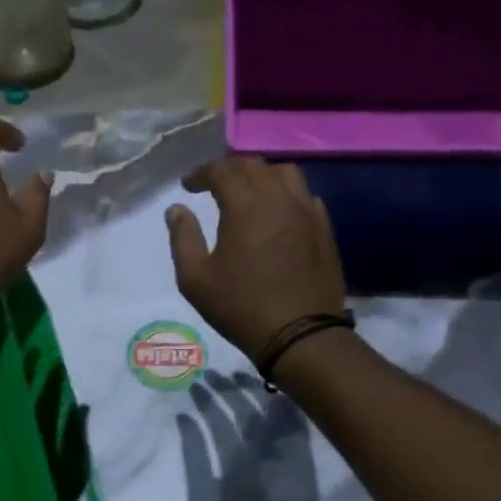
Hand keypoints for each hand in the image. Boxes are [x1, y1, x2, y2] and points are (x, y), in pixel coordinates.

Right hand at [165, 157, 346, 358]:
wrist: (301, 334)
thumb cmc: (241, 307)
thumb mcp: (195, 279)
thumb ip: (183, 238)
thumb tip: (177, 209)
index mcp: (245, 206)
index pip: (222, 171)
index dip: (201, 173)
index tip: (188, 185)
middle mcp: (279, 199)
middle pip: (254, 166)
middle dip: (229, 170)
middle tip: (213, 185)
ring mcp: (307, 211)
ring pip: (285, 173)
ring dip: (261, 175)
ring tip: (248, 192)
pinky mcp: (324, 228)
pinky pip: (304, 196)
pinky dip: (286, 194)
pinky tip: (277, 212)